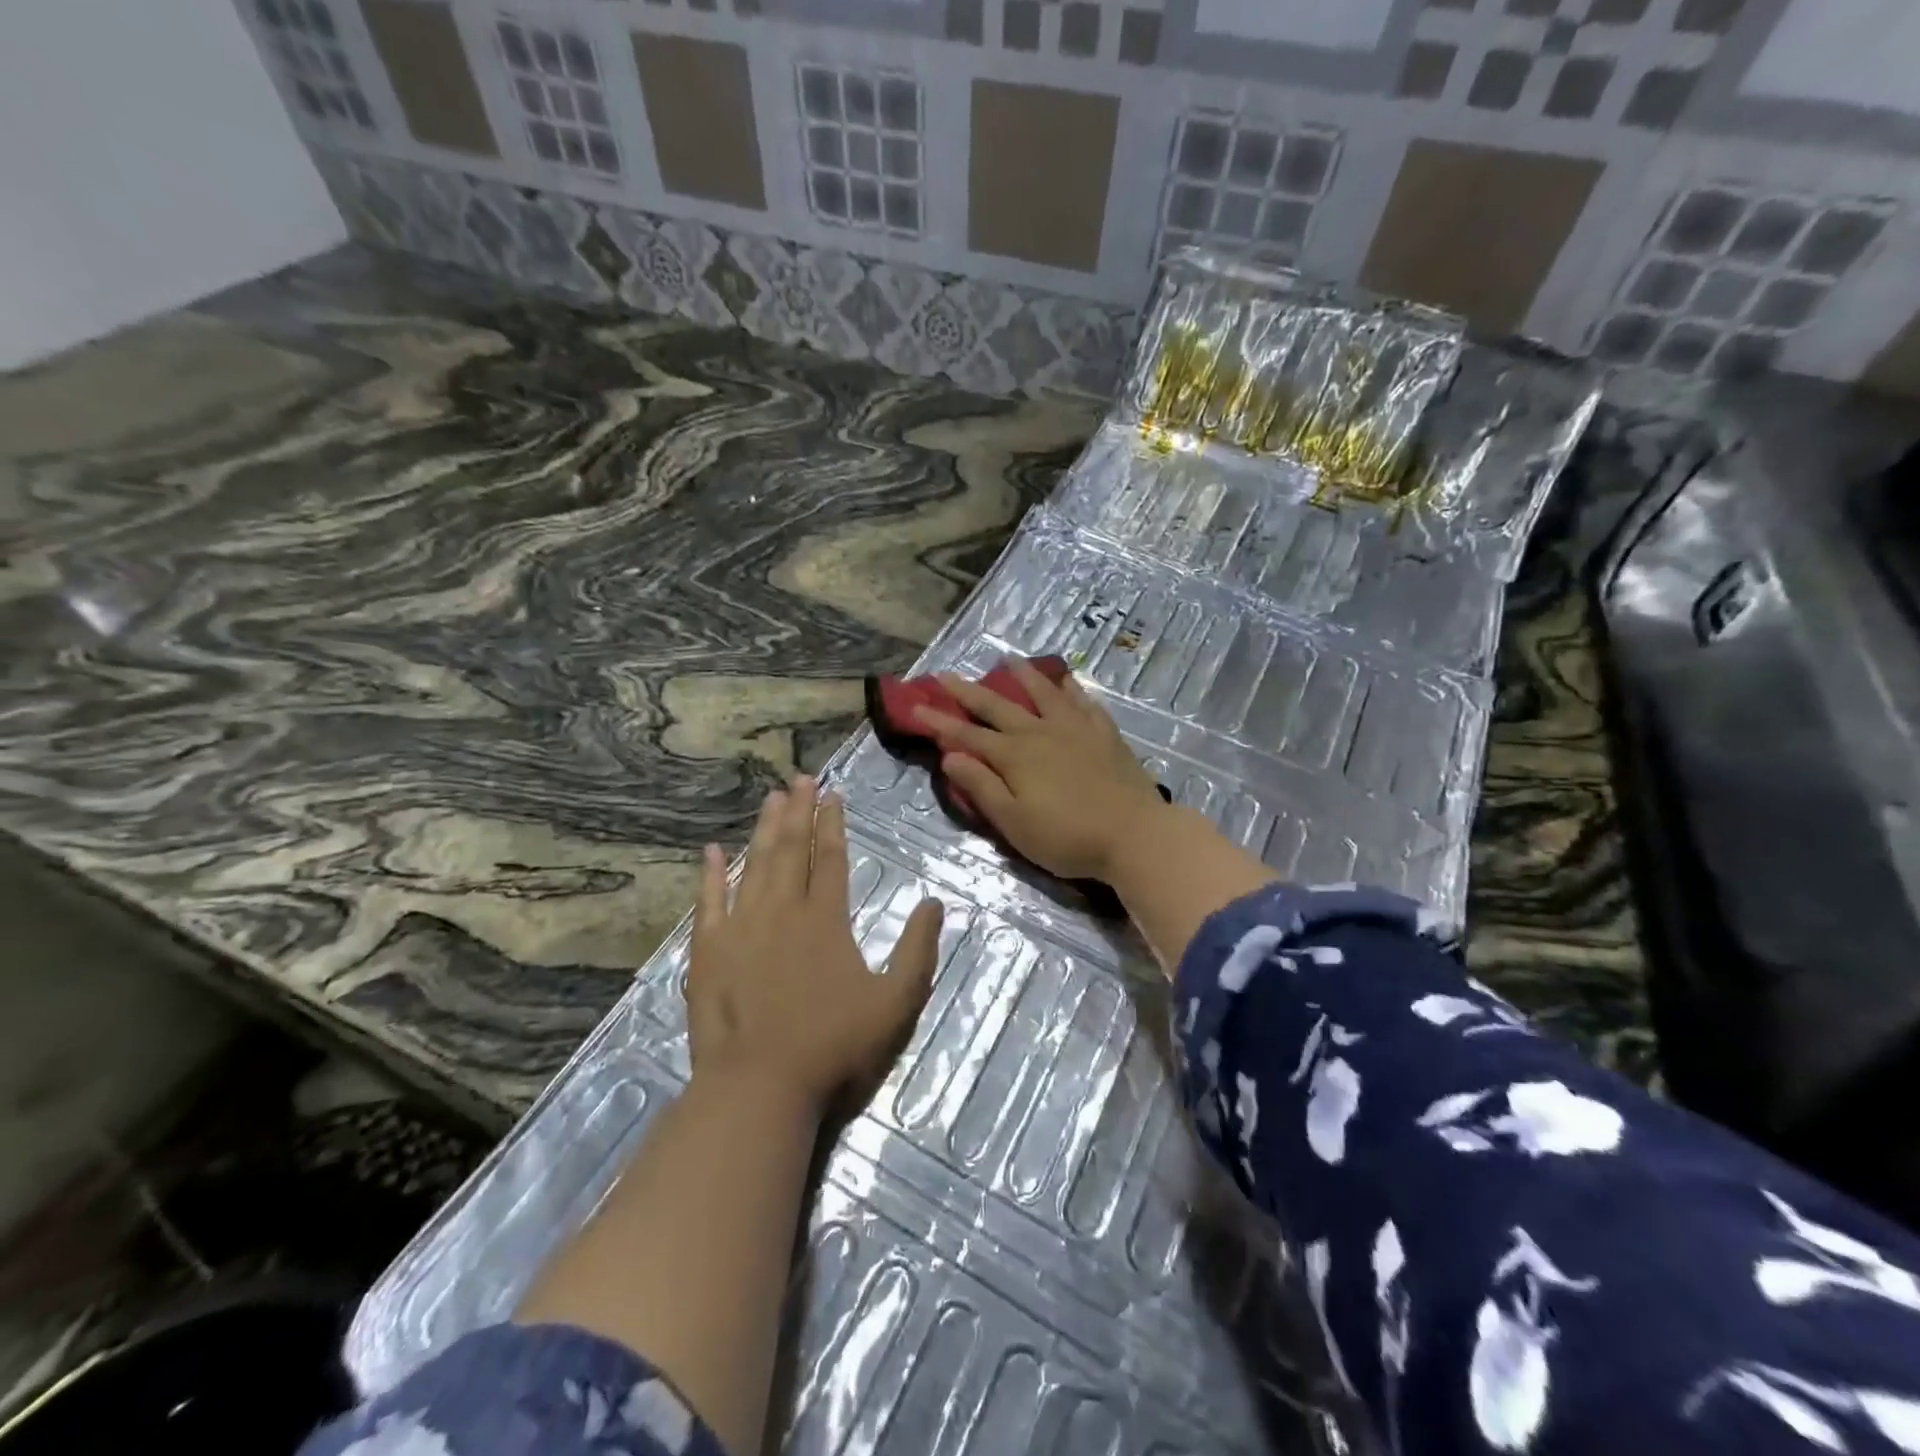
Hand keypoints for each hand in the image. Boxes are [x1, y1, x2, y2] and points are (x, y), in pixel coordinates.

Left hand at [688, 776, 943, 1109]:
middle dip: (798, 812)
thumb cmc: (834, 1046)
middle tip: (800, 778)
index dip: (832, 824)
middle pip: (791, 850)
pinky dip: (710, 875)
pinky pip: (709, 902)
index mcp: (825, 920)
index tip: (832, 795)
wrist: (760, 1087)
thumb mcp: (896, 1002)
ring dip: (764, 830)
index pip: (831, 858)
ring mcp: (740, 929)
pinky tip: (712, 851)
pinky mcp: (708, 951)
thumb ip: (918, 950)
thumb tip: (933, 902)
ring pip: (754, 866)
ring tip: (770, 798)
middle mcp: (782, 911)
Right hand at [913, 660, 1170, 882]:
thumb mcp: (1014, 822)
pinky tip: (1067, 681)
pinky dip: (1071, 689)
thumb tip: (950, 756)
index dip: (939, 722)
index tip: (915, 707)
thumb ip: (982, 787)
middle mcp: (1041, 732)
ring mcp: (1076, 729)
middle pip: (998, 706)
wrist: (1134, 835)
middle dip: (968, 692)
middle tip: (946, 674)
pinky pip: (1084, 703)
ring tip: (1008, 660)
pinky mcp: (1105, 735)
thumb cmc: (1067, 837)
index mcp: (1014, 756)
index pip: (967, 735)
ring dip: (1023, 676)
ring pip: (1043, 693)